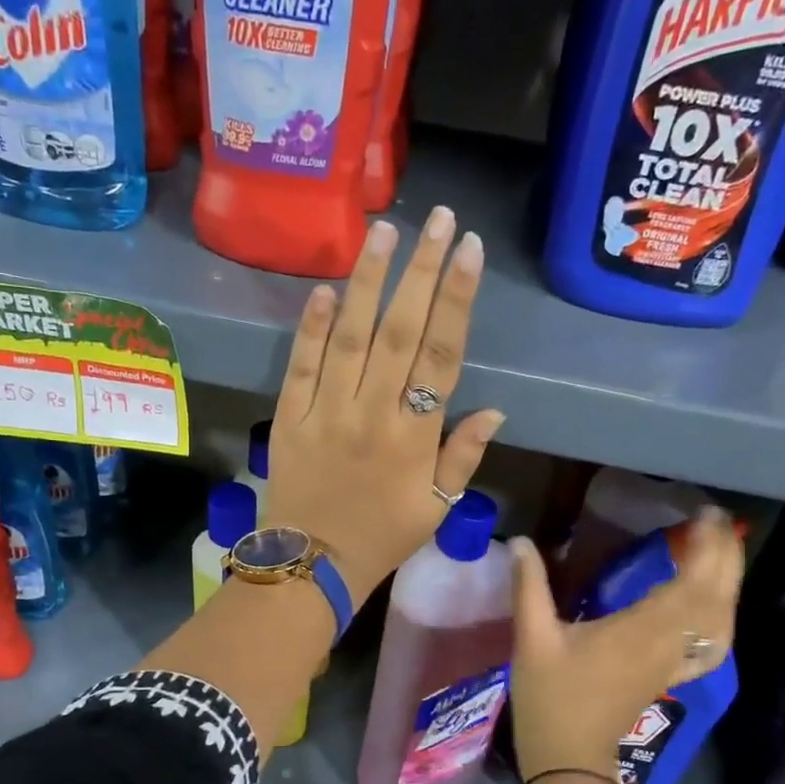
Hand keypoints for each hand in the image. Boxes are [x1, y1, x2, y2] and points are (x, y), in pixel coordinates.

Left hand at [263, 209, 505, 604]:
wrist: (312, 564)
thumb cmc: (382, 538)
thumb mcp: (437, 508)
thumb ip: (464, 457)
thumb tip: (494, 409)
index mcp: (415, 438)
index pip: (442, 356)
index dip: (456, 300)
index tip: (468, 251)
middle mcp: (373, 414)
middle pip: (400, 332)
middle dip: (421, 271)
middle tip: (438, 219)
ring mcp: (327, 412)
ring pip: (350, 337)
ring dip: (368, 282)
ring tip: (384, 232)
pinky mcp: (290, 417)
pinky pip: (301, 366)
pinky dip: (310, 327)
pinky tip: (324, 288)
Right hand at [506, 510, 743, 780]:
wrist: (567, 756)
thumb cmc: (549, 696)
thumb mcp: (532, 638)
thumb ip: (529, 587)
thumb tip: (519, 542)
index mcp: (640, 630)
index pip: (690, 583)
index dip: (706, 548)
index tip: (705, 515)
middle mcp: (668, 644)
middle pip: (715, 598)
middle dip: (725, 557)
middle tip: (716, 522)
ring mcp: (673, 663)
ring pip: (719, 621)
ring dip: (727, 584)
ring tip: (717, 552)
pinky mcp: (669, 676)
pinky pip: (709, 646)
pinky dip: (720, 622)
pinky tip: (715, 610)